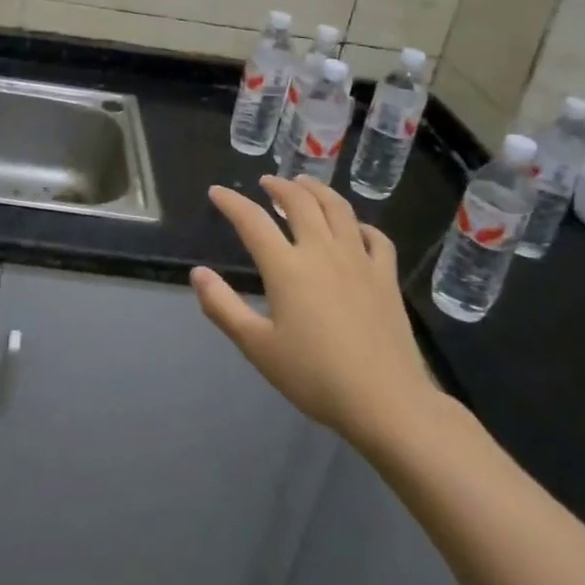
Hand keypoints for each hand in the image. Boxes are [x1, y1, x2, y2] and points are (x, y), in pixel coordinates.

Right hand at [193, 176, 440, 447]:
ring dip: (317, 190)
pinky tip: (354, 227)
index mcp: (287, 267)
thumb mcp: (257, 347)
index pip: (252, 221)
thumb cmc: (315, 377)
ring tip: (305, 184)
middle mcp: (322, 252)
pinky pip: (375, 237)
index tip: (217, 192)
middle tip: (266, 182)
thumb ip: (223, 307)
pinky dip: (360, 223)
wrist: (386, 402)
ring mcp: (359, 260)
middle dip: (279, 186)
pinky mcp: (387, 277)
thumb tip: (198, 273)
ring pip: (338, 209)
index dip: (231, 202)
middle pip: (299, 202)